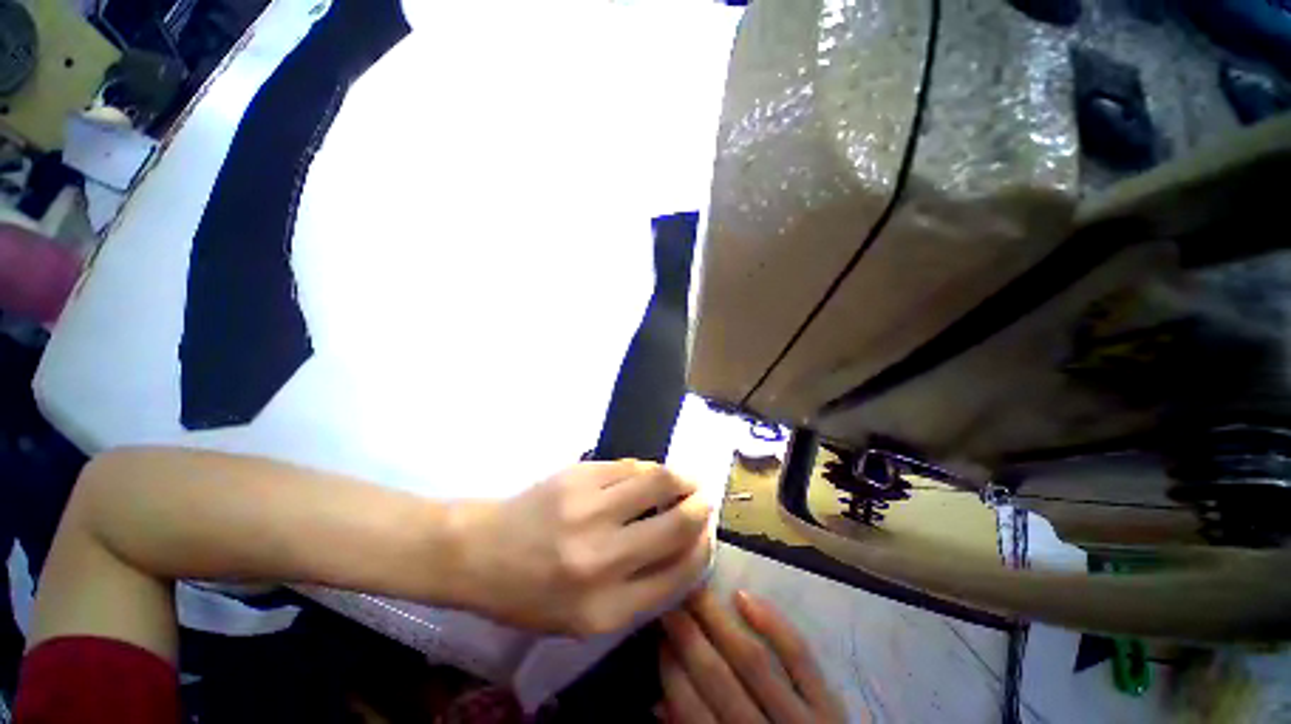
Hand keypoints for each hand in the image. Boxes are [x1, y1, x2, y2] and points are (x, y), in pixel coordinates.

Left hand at [453, 460, 711, 635]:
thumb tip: (681, 548)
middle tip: (706, 499)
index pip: (678, 574)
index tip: (708, 534)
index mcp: (605, 609)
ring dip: (682, 477)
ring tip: (688, 479)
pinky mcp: (580, 476)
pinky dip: (648, 469)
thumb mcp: (583, 618)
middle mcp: (602, 559)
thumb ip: (636, 590)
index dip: (702, 549)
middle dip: (701, 508)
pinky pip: (630, 465)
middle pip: (676, 524)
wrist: (480, 551)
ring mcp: (590, 509)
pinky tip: (650, 473)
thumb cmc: (529, 593)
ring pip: (658, 480)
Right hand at [658, 588, 846, 723]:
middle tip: (669, 598)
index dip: (671, 670)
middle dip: (688, 635)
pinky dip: (772, 624)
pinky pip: (800, 657)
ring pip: (753, 661)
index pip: (692, 712)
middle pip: (719, 679)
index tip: (657, 634)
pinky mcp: (831, 704)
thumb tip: (657, 703)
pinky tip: (743, 597)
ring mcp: (802, 720)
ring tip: (695, 589)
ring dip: (718, 620)